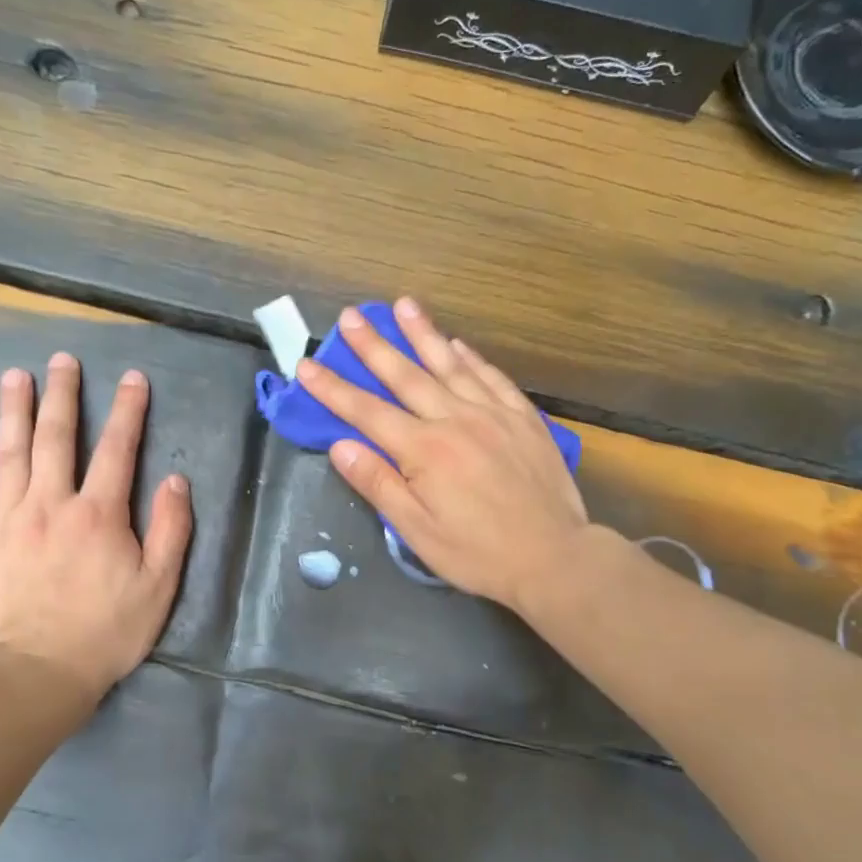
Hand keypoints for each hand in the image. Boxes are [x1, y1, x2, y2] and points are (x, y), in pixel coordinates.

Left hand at [0, 353, 191, 699]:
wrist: (36, 674)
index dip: (128, 410)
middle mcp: (51, 504)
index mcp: (99, 513)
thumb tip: (177, 480)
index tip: (133, 378)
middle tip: (62, 360)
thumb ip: (171, 529)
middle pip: (57, 438)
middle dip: (63, 395)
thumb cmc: (106, 632)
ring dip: (13, 412)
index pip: (118, 449)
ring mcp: (7, 521)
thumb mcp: (159, 585)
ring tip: (15, 377)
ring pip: (9, 454)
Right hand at [297, 298, 587, 610]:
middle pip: (406, 375)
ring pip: (451, 365)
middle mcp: (456, 420)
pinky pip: (493, 378)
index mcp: (424, 451)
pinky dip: (472, 358)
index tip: (307, 365)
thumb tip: (340, 446)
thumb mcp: (417, 532)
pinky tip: (459, 344)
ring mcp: (494, 414)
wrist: (554, 557)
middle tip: (351, 316)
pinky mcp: (524, 419)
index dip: (333, 388)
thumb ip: (379, 484)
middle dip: (374, 345)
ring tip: (403, 305)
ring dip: (423, 334)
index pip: (367, 412)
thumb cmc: (478, 553)